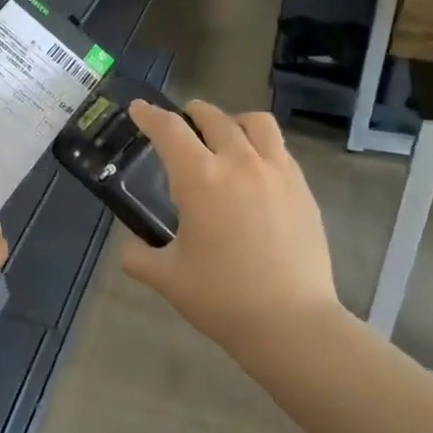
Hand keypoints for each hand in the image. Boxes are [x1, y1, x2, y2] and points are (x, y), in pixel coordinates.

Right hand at [120, 100, 345, 352]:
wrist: (291, 322)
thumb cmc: (221, 298)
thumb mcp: (165, 277)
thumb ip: (137, 255)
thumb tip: (131, 244)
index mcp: (200, 179)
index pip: (169, 130)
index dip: (149, 115)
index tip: (138, 109)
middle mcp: (239, 163)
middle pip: (213, 117)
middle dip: (190, 114)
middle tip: (179, 126)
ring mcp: (277, 172)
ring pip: (255, 123)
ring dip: (231, 121)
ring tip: (223, 137)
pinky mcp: (301, 188)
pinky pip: (279, 148)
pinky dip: (260, 144)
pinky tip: (253, 169)